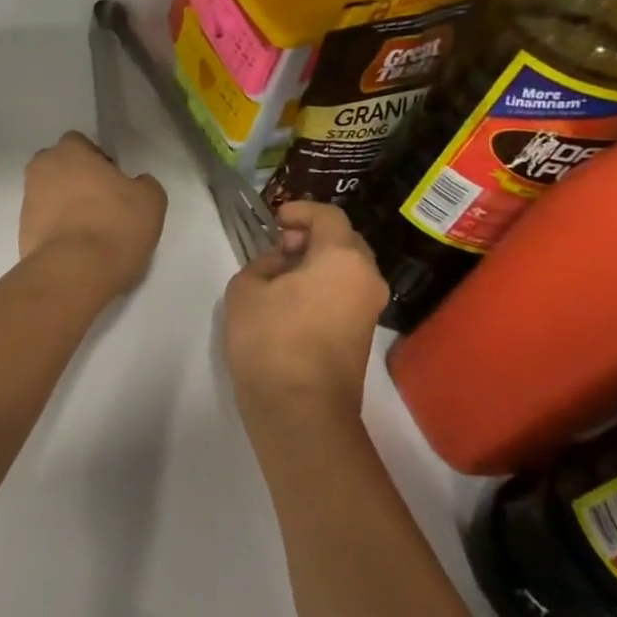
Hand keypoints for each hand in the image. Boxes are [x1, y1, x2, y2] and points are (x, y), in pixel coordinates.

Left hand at [19, 132, 166, 296]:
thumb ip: (143, 183)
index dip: (98, 160)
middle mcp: (40, 170)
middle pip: (59, 167)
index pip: (80, 143)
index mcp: (68, 151)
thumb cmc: (114, 225)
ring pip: (49, 195)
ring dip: (65, 206)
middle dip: (76, 180)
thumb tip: (135, 184)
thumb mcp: (150, 200)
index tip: (114, 183)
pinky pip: (44, 222)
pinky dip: (57, 229)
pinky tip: (76, 248)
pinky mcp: (21, 231)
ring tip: (90, 231)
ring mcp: (27, 201)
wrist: (73, 272)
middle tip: (102, 204)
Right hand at [224, 201, 387, 424]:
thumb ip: (264, 263)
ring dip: (318, 261)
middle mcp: (367, 278)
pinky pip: (346, 292)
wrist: (299, 406)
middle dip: (313, 235)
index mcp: (342, 258)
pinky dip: (324, 284)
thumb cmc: (269, 337)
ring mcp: (370, 308)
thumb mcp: (246, 288)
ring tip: (282, 273)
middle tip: (279, 245)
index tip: (275, 219)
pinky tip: (293, 299)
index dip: (301, 210)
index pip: (329, 216)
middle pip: (345, 241)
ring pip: (347, 268)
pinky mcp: (362, 333)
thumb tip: (283, 263)